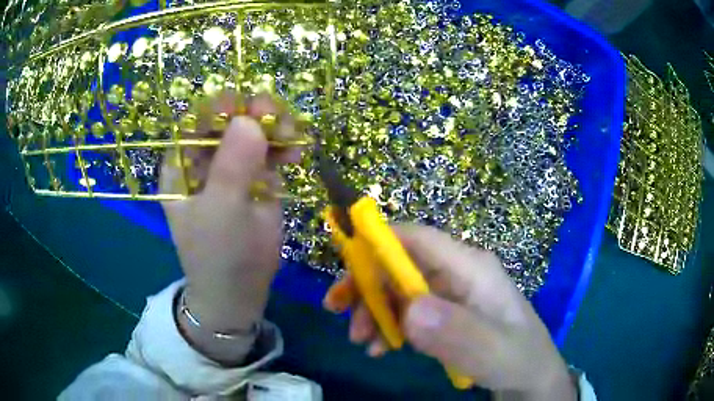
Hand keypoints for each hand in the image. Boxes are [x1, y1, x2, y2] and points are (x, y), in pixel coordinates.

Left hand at [160, 92, 300, 362]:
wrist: (241, 290)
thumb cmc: (217, 254)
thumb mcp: (220, 211)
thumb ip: (231, 165)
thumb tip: (249, 119)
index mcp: (181, 164)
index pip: (195, 121)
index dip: (218, 107)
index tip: (244, 106)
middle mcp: (205, 159)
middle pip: (228, 120)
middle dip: (252, 113)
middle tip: (275, 116)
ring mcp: (233, 166)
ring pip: (253, 131)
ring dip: (273, 127)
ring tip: (292, 137)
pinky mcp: (257, 177)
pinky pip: (271, 151)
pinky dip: (285, 146)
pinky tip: (297, 152)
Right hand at [324, 224, 575, 400]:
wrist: (530, 378)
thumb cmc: (519, 359)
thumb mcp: (495, 353)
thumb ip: (459, 333)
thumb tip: (411, 310)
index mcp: (471, 267)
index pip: (418, 239)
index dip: (377, 241)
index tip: (342, 264)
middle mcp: (457, 273)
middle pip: (400, 263)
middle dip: (365, 284)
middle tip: (336, 311)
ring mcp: (450, 294)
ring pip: (397, 288)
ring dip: (371, 309)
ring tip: (360, 340)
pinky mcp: (445, 314)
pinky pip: (406, 312)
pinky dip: (386, 326)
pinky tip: (379, 348)